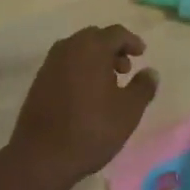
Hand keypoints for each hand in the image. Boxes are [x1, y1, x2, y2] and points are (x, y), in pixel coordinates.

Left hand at [5, 25, 157, 189]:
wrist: (41, 156)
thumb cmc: (90, 129)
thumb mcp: (128, 111)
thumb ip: (143, 87)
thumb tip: (150, 72)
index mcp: (92, 47)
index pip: (116, 33)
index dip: (131, 41)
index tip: (142, 53)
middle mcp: (69, 47)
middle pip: (95, 38)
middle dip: (113, 49)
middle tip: (125, 69)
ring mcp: (50, 63)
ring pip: (78, 50)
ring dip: (95, 59)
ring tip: (108, 84)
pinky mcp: (39, 80)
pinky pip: (65, 64)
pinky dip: (79, 69)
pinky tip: (86, 94)